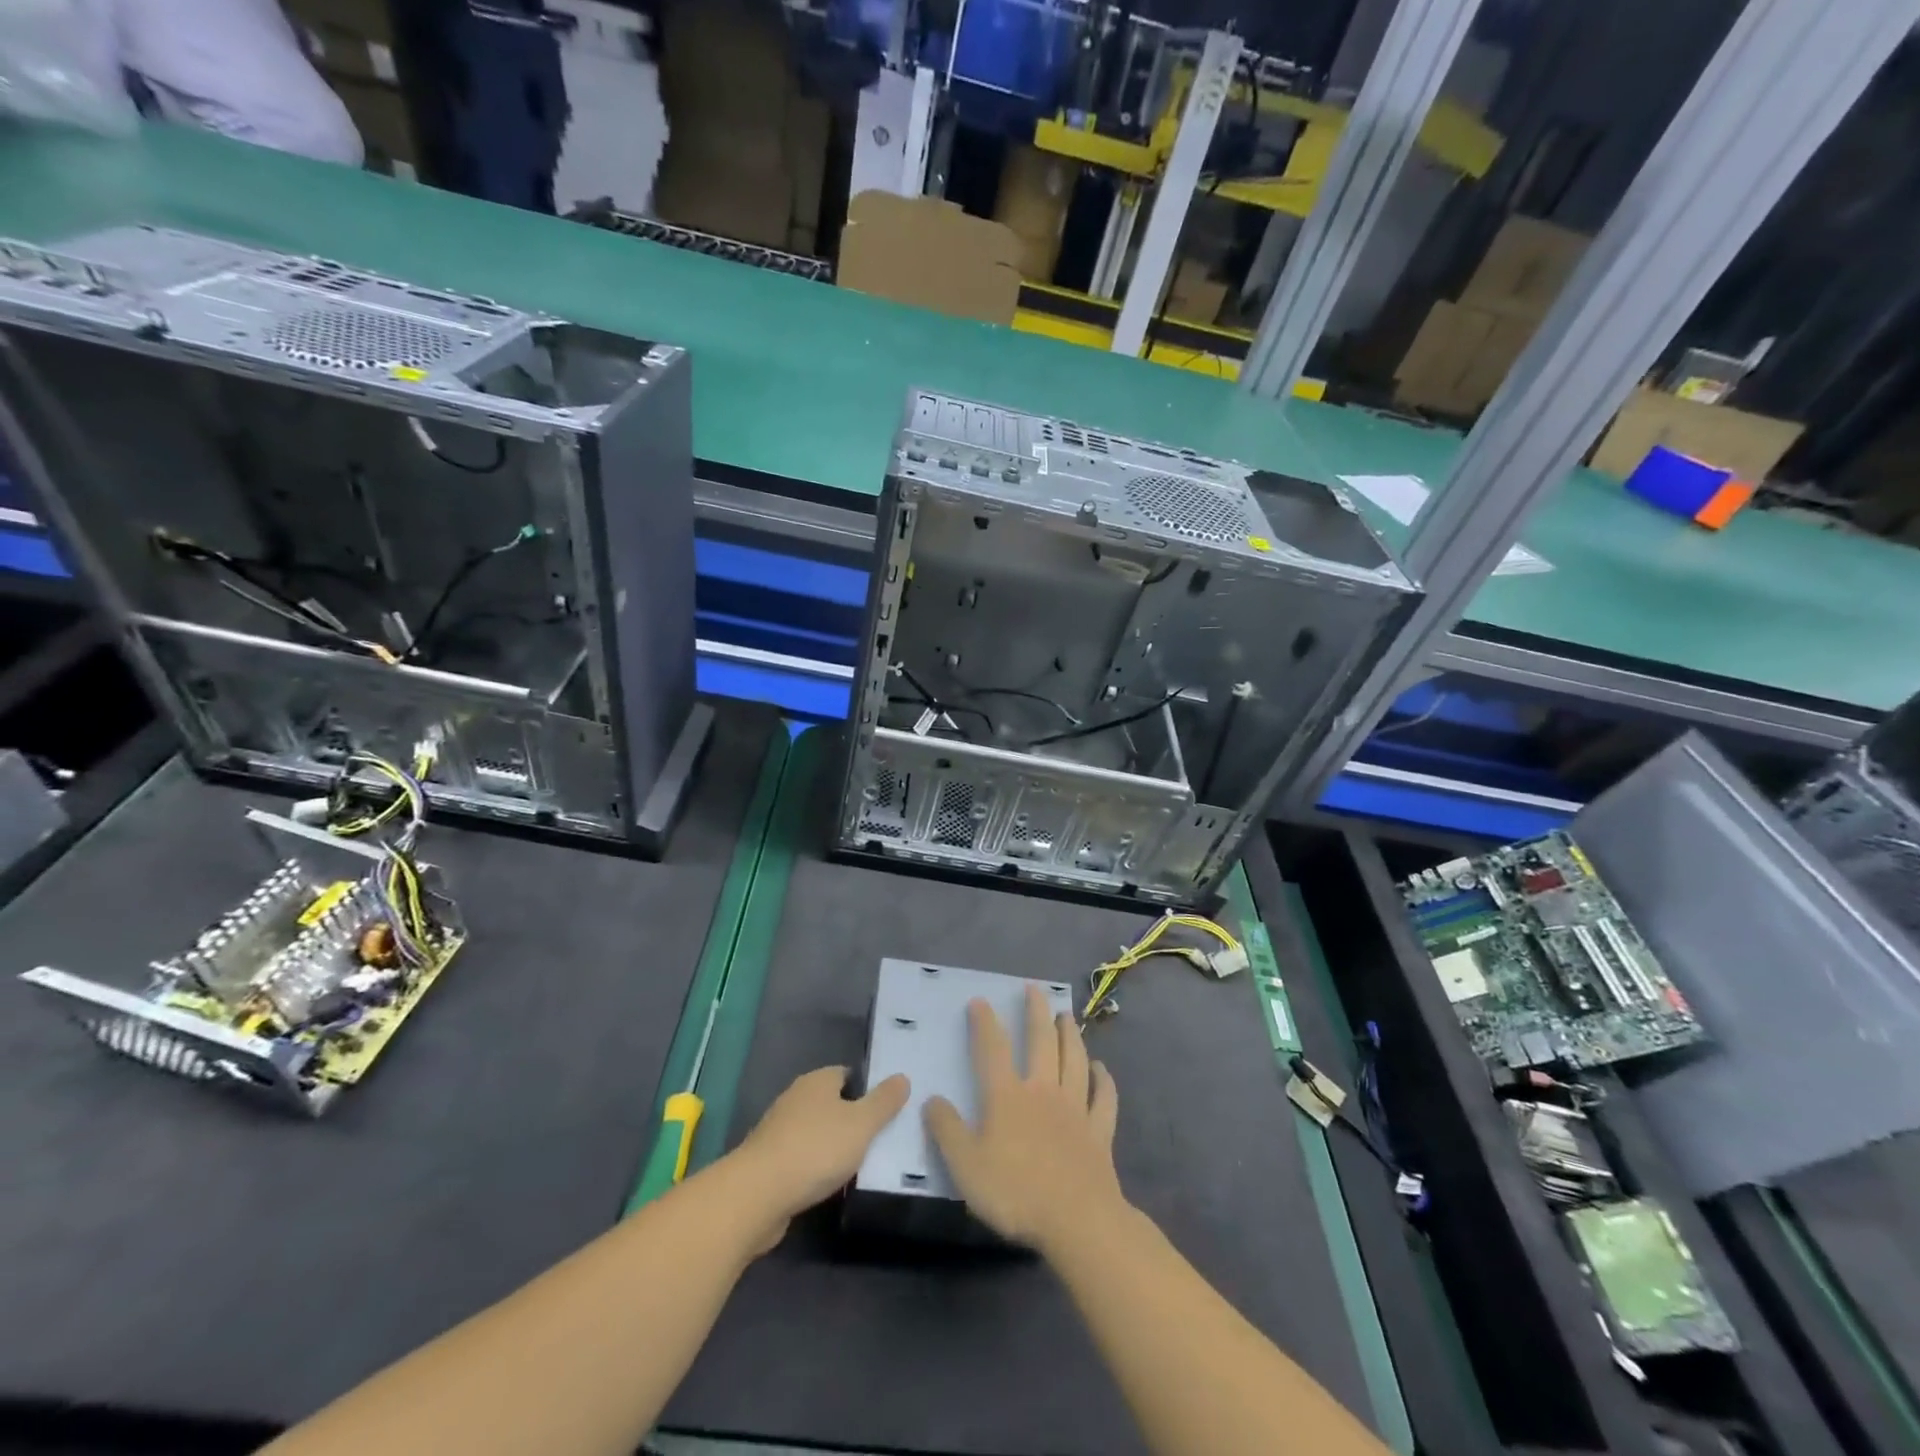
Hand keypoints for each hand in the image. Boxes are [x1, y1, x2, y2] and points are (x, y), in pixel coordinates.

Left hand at [730, 1066, 909, 1248]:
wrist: (757, 1195)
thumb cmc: (815, 1149)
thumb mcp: (862, 1124)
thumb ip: (884, 1101)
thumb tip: (902, 1077)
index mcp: (817, 1081)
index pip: (848, 1074)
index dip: (868, 1089)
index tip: (887, 1110)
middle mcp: (796, 1098)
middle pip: (831, 1102)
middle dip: (852, 1118)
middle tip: (879, 1139)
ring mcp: (778, 1130)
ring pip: (816, 1131)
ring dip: (832, 1145)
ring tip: (859, 1164)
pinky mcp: (768, 1161)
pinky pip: (801, 1156)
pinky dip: (815, 1166)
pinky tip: (829, 1183)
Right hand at [925, 984, 1123, 1252]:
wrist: (1077, 1220)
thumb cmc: (1016, 1192)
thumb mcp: (965, 1166)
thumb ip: (946, 1130)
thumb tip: (931, 1099)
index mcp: (1007, 1096)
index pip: (993, 1049)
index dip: (985, 1023)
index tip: (980, 1001)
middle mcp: (1043, 1091)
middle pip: (1041, 1042)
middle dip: (1036, 1012)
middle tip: (1035, 989)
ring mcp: (1075, 1108)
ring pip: (1075, 1060)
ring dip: (1070, 1035)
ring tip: (1066, 1016)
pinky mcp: (1099, 1131)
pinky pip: (1103, 1098)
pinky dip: (1103, 1080)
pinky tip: (1102, 1070)